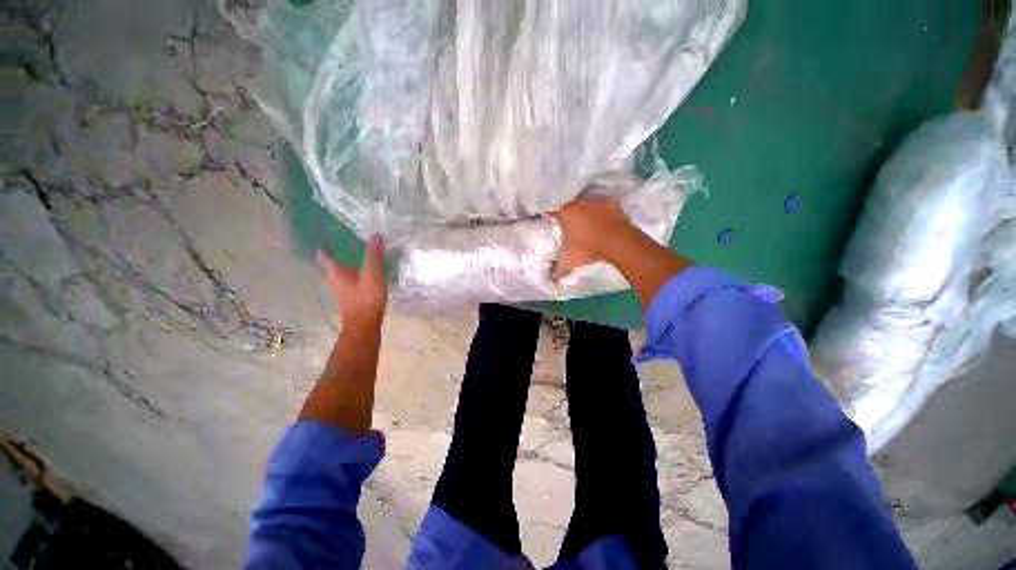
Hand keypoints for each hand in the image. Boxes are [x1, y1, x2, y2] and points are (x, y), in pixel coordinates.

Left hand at [317, 235, 387, 330]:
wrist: (365, 326)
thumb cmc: (366, 299)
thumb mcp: (372, 275)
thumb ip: (374, 256)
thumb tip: (376, 235)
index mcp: (335, 273)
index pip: (325, 256)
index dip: (325, 245)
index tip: (327, 235)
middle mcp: (334, 281)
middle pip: (331, 265)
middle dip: (336, 254)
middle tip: (345, 243)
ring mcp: (341, 291)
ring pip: (340, 273)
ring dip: (346, 265)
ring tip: (356, 256)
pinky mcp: (349, 298)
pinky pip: (349, 281)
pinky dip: (354, 275)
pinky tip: (364, 274)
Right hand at [552, 196, 635, 278]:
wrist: (617, 243)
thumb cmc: (587, 248)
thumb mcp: (569, 261)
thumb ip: (558, 269)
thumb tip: (552, 278)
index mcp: (565, 213)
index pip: (552, 212)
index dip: (552, 219)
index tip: (555, 225)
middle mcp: (578, 202)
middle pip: (570, 206)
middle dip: (570, 216)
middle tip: (571, 228)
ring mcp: (596, 200)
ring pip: (587, 204)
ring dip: (587, 212)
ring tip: (589, 225)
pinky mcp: (612, 202)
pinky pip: (603, 206)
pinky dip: (603, 213)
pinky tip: (604, 223)